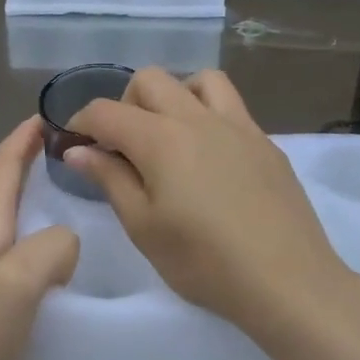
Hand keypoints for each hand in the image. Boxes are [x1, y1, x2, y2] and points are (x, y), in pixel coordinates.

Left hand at [0, 116, 79, 359]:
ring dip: (6, 178)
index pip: (2, 163)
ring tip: (36, 178)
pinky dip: (3, 209)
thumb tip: (64, 238)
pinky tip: (18, 231)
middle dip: (13, 151)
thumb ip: (54, 245)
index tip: (49, 117)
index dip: (23, 137)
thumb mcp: (25, 282)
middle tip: (46, 143)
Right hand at [64, 68, 347, 333]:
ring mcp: (238, 126)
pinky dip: (207, 114)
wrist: (286, 279)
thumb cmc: (203, 261)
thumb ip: (109, 179)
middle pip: (150, 80)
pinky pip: (231, 106)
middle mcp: (197, 118)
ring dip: (174, 96)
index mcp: (160, 139)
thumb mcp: (143, 227)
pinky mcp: (265, 142)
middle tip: (122, 146)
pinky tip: (209, 157)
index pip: (106, 111)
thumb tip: (78, 149)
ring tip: (169, 136)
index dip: (81, 121)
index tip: (73, 143)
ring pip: (199, 80)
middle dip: (125, 104)